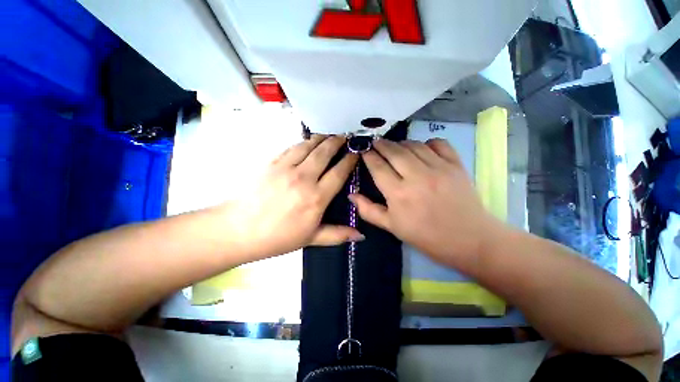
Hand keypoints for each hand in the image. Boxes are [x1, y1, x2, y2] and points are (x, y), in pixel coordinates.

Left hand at [226, 135, 361, 259]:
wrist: (239, 230)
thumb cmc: (278, 237)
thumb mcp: (311, 239)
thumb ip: (337, 235)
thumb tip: (360, 235)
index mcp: (316, 198)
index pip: (339, 172)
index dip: (349, 160)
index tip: (356, 153)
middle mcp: (304, 178)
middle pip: (325, 153)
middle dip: (337, 142)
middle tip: (345, 136)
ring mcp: (286, 168)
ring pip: (308, 146)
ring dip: (321, 138)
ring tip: (329, 135)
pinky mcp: (271, 163)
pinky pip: (291, 147)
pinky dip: (303, 142)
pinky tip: (307, 141)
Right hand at [349, 139, 502, 270]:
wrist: (469, 240)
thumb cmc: (426, 236)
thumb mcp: (392, 227)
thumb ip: (368, 211)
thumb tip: (351, 195)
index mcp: (398, 194)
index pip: (378, 167)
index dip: (368, 155)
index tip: (362, 150)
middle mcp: (417, 176)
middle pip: (393, 151)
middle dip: (381, 144)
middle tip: (374, 143)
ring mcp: (438, 168)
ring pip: (413, 145)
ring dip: (400, 143)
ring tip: (394, 147)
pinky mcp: (456, 165)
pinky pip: (438, 144)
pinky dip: (427, 142)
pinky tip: (421, 148)